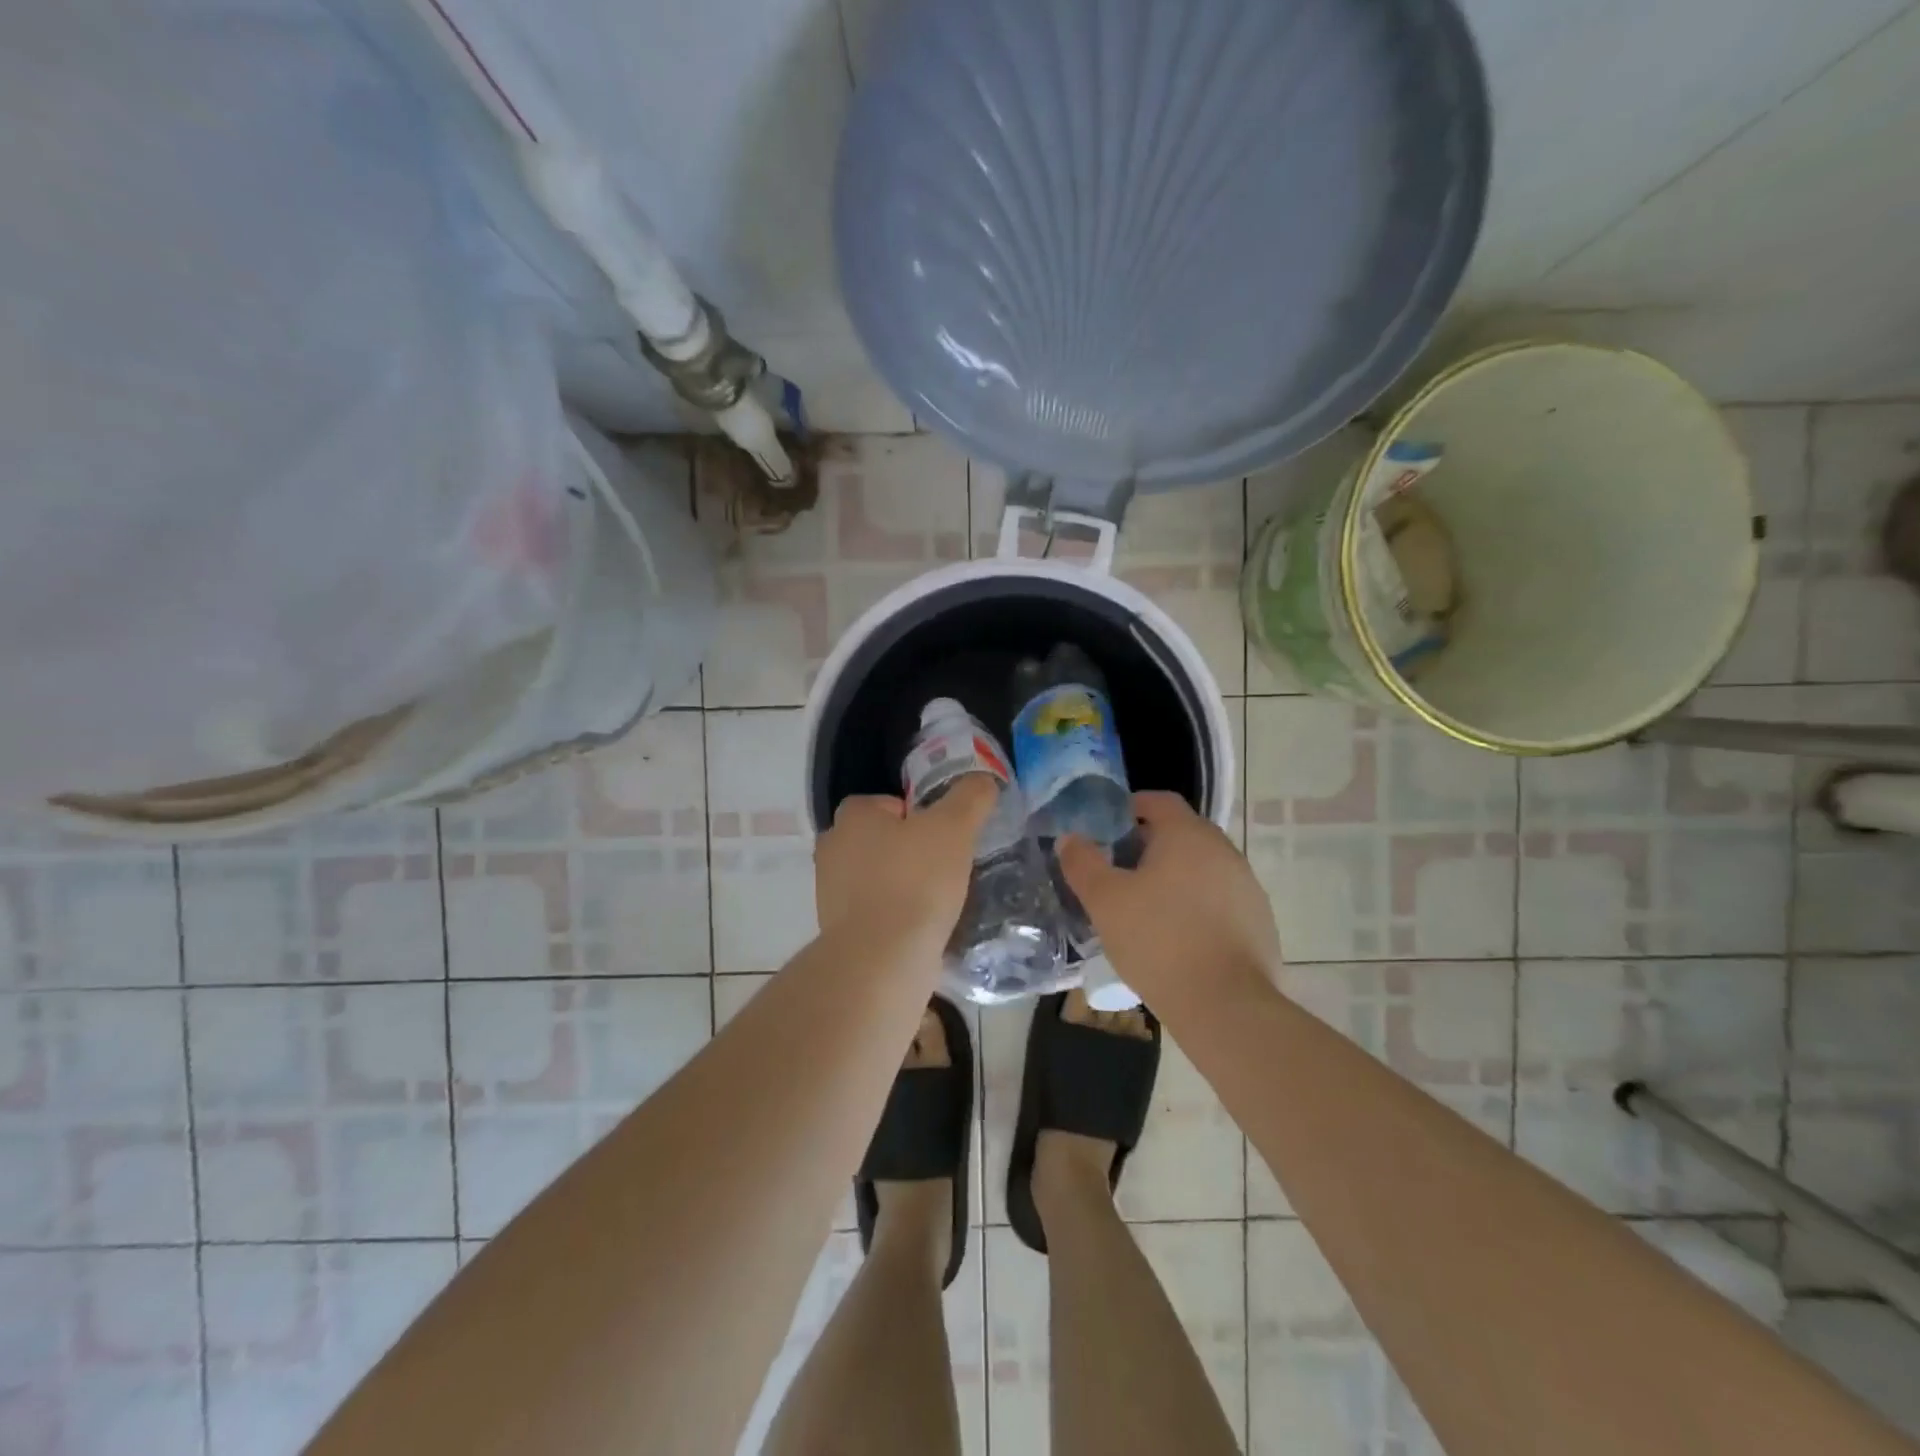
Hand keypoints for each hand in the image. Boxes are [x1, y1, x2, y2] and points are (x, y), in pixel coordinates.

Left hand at [815, 777, 995, 949]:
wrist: (882, 960)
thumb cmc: (915, 881)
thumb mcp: (954, 828)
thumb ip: (970, 798)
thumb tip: (983, 781)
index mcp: (852, 817)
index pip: (887, 802)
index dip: (918, 814)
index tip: (944, 835)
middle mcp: (832, 849)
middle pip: (881, 840)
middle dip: (910, 851)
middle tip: (946, 866)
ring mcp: (830, 893)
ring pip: (877, 878)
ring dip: (903, 885)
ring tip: (939, 900)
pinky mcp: (838, 931)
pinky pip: (875, 913)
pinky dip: (896, 917)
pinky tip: (923, 929)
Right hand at [1059, 791, 1279, 1008]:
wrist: (1226, 1005)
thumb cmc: (1158, 941)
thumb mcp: (1105, 901)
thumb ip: (1083, 863)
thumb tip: (1070, 839)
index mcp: (1188, 835)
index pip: (1159, 801)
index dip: (1132, 807)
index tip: (1109, 827)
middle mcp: (1224, 850)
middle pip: (1183, 833)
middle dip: (1151, 845)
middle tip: (1120, 870)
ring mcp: (1247, 886)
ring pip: (1203, 868)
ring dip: (1176, 877)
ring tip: (1147, 907)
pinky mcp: (1259, 921)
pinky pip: (1221, 900)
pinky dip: (1198, 906)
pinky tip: (1180, 937)